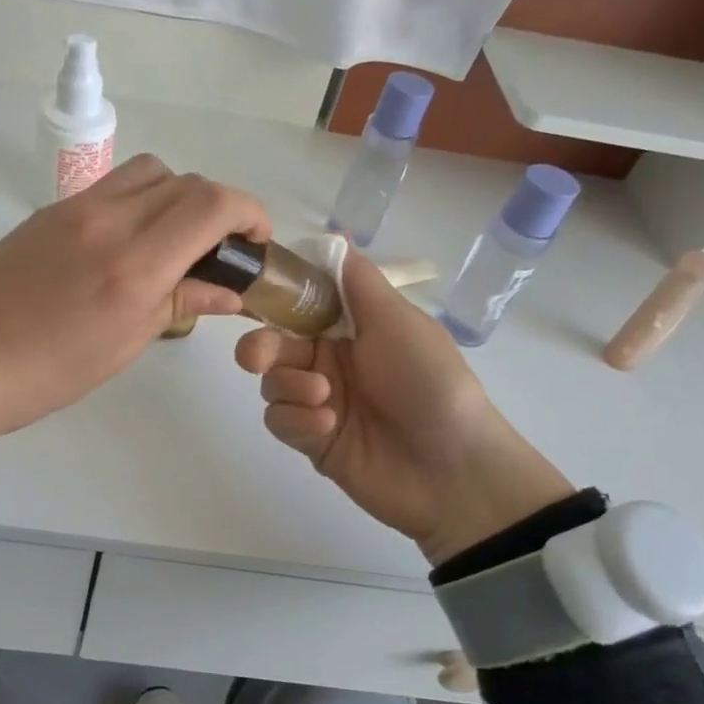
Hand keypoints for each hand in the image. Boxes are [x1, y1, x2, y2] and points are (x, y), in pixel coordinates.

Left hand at [0, 156, 269, 443]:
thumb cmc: (46, 373)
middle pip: (185, 180)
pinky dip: (140, 200)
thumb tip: (227, 290)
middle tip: (221, 247)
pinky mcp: (50, 211)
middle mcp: (109, 220)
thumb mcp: (123, 346)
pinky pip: (111, 186)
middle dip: (219, 206)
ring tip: (176, 239)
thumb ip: (179, 304)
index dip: (249, 212)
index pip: (211, 204)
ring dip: (178, 195)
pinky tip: (131, 241)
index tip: (257, 240)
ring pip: (148, 172)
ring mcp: (75, 208)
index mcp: (134, 264)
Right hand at [235, 251, 574, 564]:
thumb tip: (334, 235)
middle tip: (256, 359)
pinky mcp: (312, 440)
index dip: (274, 299)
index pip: (301, 305)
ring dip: (290, 386)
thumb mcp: (398, 321)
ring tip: (325, 400)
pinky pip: (280, 420)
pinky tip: (326, 427)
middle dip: (260, 348)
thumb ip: (358, 282)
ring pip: (272, 383)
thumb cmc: (429, 381)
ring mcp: (320, 401)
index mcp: (353, 328)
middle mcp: (332, 361)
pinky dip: (296, 420)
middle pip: (274, 344)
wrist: (452, 468)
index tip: (251, 295)